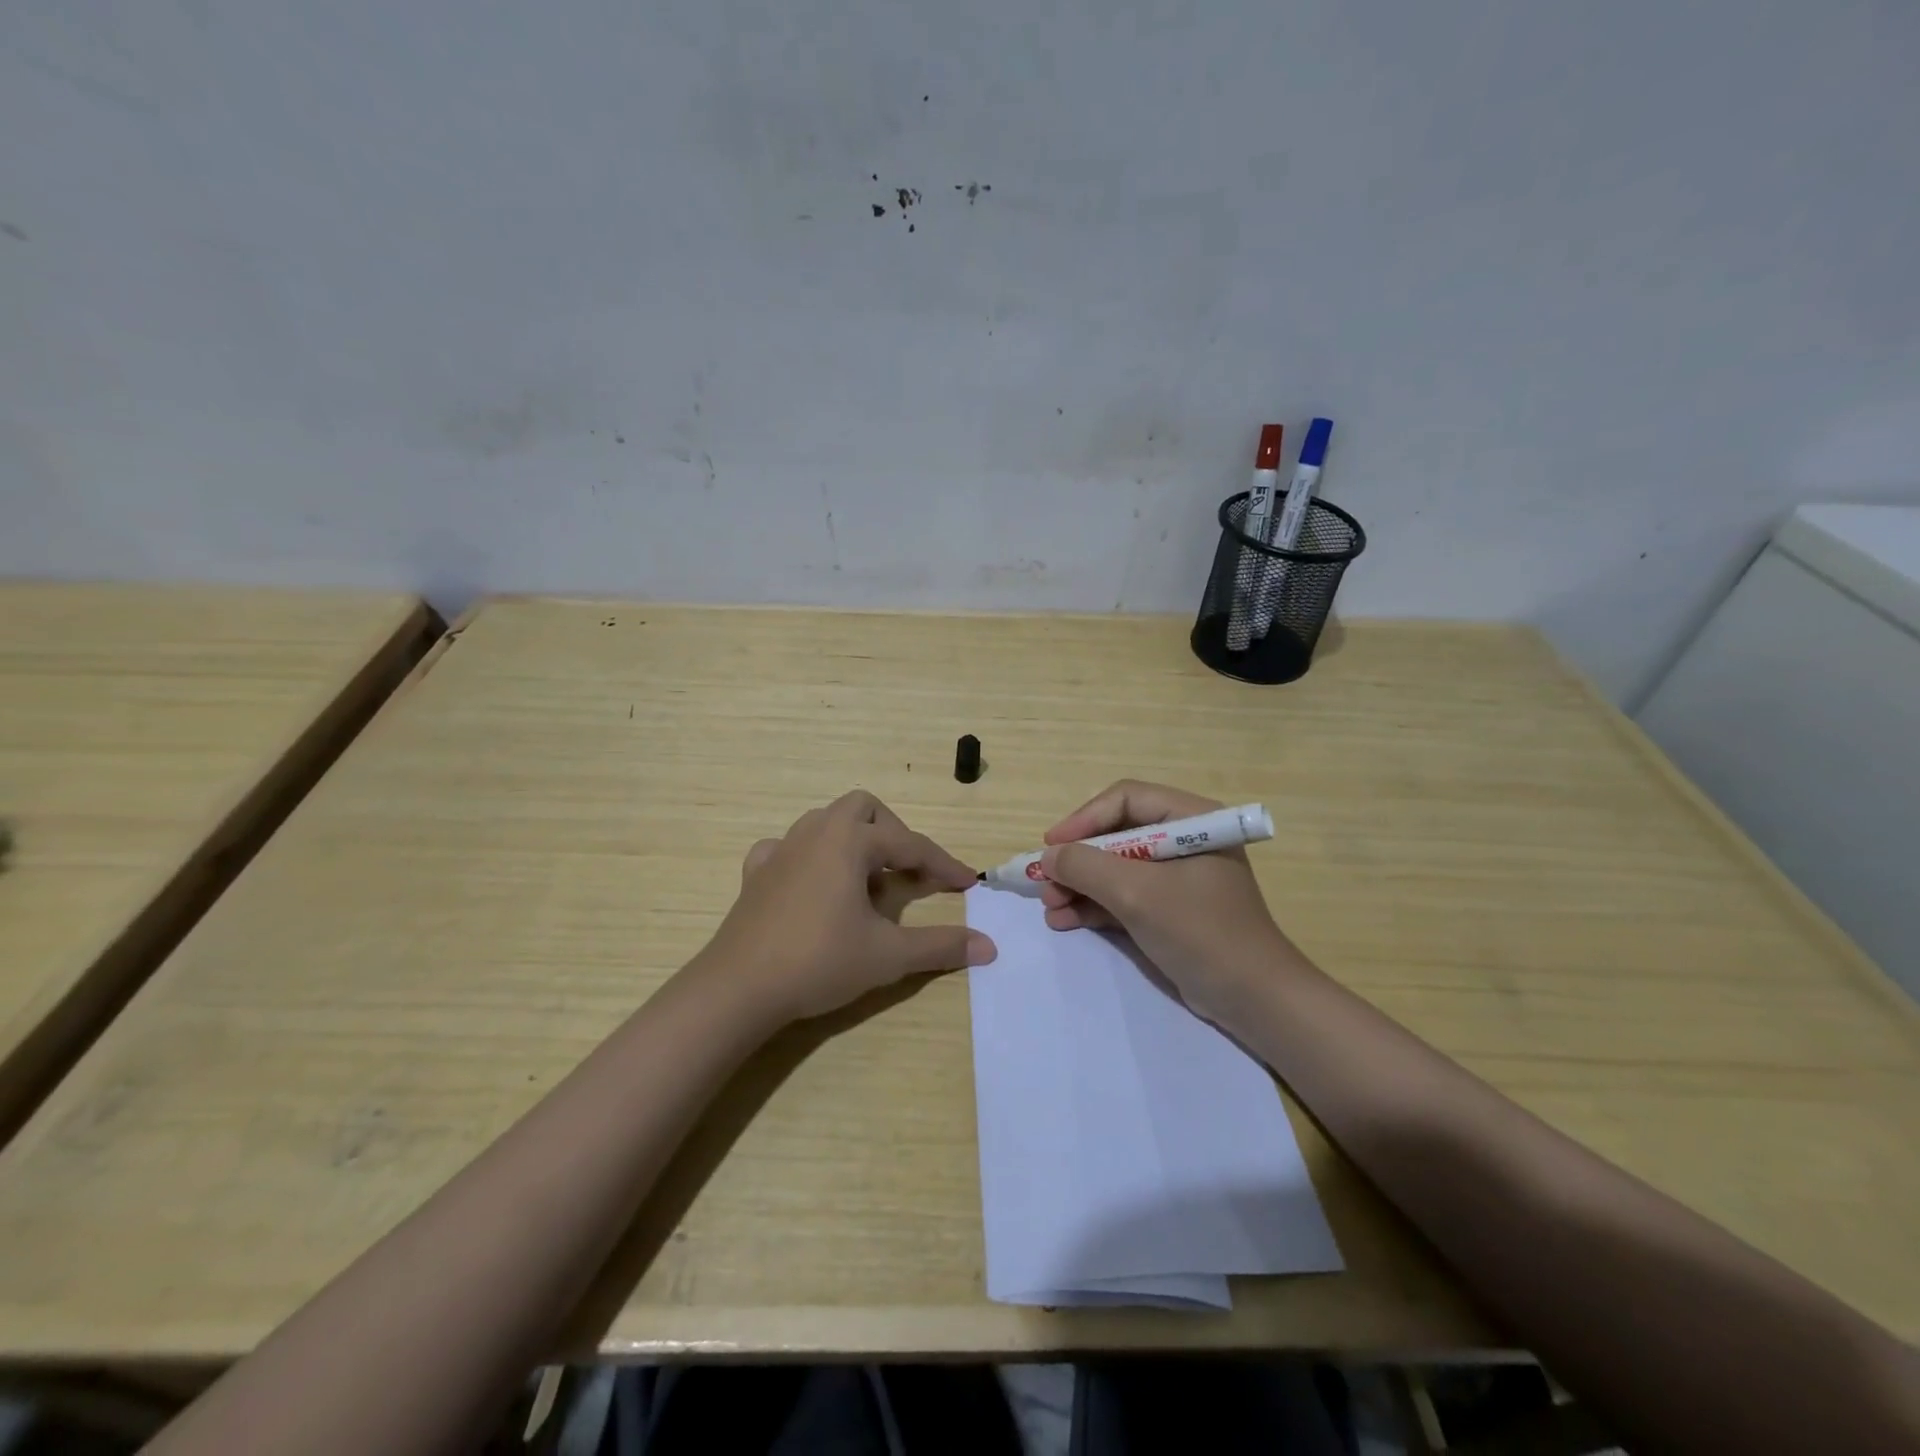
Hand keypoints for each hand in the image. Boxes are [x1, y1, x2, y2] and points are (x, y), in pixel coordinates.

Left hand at [696, 790, 996, 1025]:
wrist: (739, 987)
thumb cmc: (819, 961)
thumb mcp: (888, 955)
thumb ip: (940, 946)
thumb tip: (989, 947)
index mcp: (850, 840)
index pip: (910, 845)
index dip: (943, 864)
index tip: (968, 883)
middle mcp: (816, 831)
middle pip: (864, 809)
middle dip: (893, 834)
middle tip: (909, 873)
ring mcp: (780, 849)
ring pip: (825, 822)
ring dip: (853, 842)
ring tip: (866, 881)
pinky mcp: (756, 872)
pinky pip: (788, 848)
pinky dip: (809, 858)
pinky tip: (814, 885)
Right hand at [1038, 780, 1297, 1029]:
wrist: (1253, 1001)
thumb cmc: (1201, 932)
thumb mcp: (1137, 894)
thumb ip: (1087, 867)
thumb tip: (1049, 856)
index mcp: (1191, 820)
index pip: (1126, 800)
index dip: (1084, 819)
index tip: (1052, 846)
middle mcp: (1183, 840)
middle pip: (1116, 835)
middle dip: (1078, 860)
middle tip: (1045, 883)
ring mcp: (1176, 878)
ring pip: (1115, 868)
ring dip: (1079, 885)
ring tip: (1050, 907)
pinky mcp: (1169, 910)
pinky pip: (1123, 896)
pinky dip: (1094, 906)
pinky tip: (1064, 921)